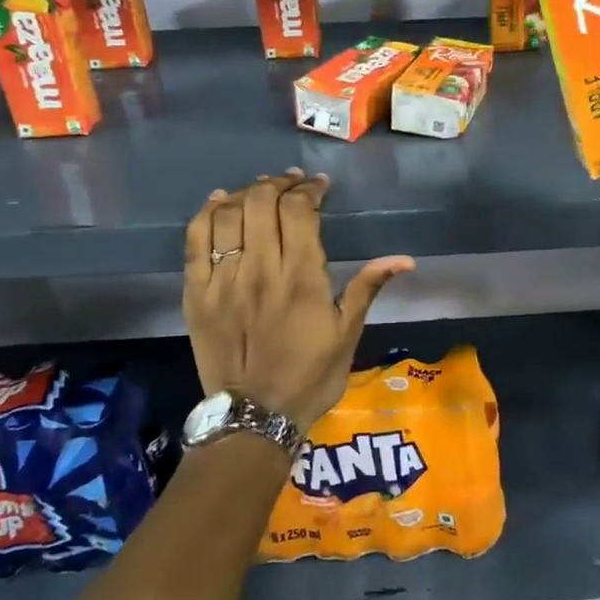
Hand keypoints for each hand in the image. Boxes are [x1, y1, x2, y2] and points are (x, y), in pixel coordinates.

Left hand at [183, 170, 413, 433]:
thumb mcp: (348, 334)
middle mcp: (261, 270)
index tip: (319, 185)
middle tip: (292, 183)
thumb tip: (404, 259)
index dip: (309, 189)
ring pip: (228, 215)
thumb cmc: (310, 376)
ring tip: (260, 190)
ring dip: (246, 193)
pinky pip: (195, 242)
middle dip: (279, 183)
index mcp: (302, 278)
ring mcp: (224, 281)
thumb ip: (368, 288)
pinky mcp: (197, 294)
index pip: (300, 211)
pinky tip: (220, 203)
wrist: (256, 417)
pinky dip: (206, 214)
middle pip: (262, 203)